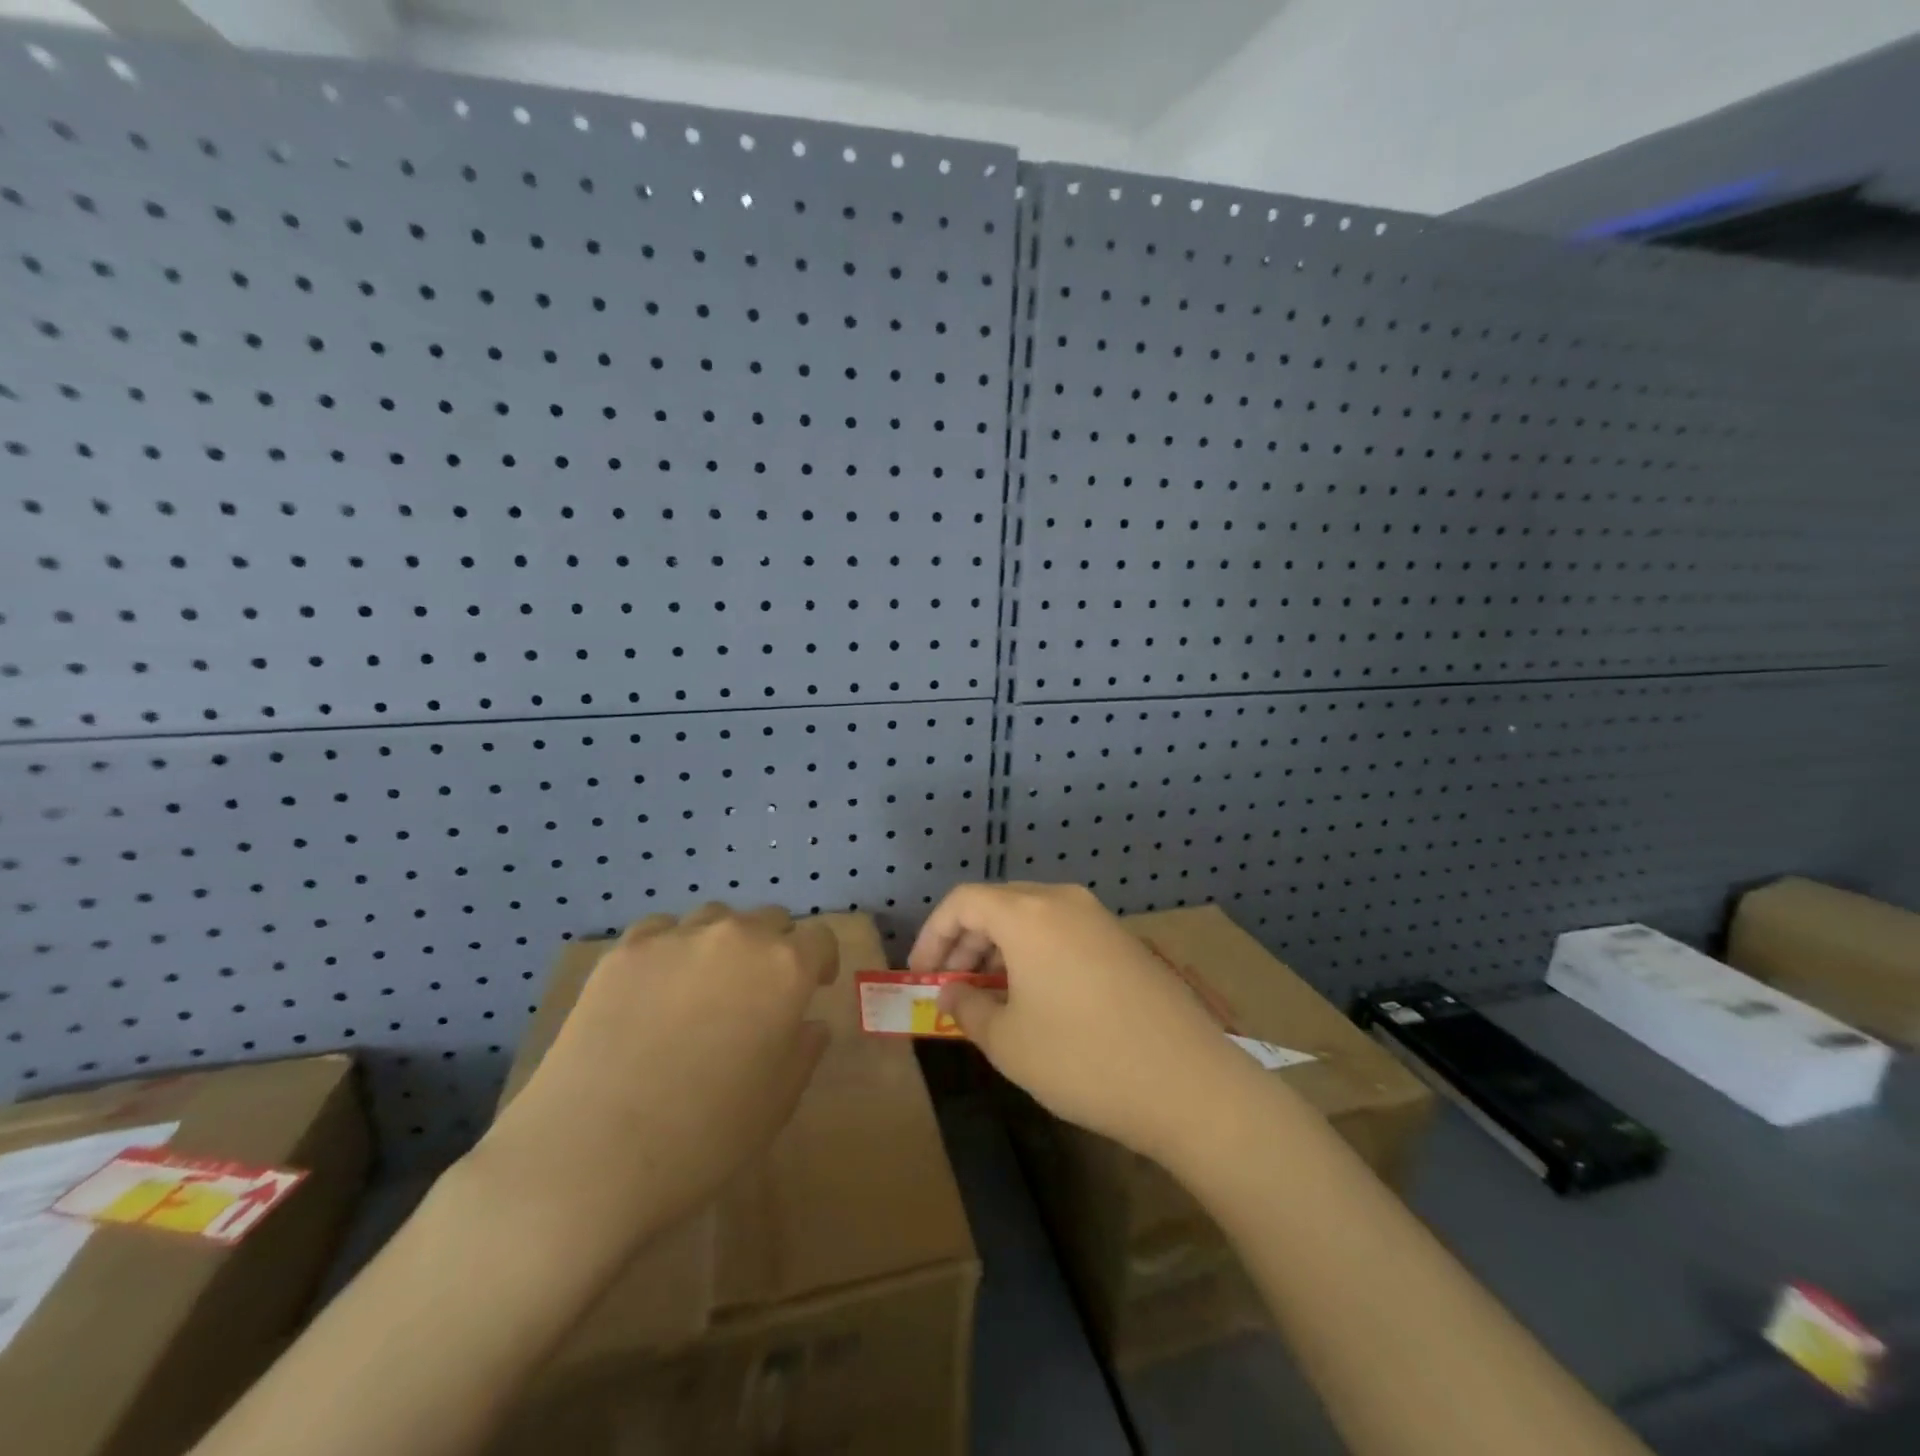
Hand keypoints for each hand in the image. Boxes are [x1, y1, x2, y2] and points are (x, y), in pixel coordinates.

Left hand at [475, 904, 837, 1253]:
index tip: (812, 989)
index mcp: (785, 969)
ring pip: (716, 918)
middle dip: (774, 948)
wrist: (590, 1156)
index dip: (820, 962)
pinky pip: (662, 930)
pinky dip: (671, 948)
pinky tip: (656, 988)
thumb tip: (808, 1023)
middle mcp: (737, 937)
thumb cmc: (704, 1137)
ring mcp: (677, 937)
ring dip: (723, 943)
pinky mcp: (625, 950)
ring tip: (704, 987)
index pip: (819, 939)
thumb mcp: (777, 1103)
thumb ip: (804, 1051)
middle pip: (770, 919)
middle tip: (758, 993)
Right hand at [910, 883, 1254, 1165]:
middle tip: (950, 987)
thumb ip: (968, 1008)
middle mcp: (1063, 901)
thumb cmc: (1083, 1060)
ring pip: (1032, 917)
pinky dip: (1035, 953)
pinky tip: (1035, 996)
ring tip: (989, 994)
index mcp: (1028, 914)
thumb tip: (953, 992)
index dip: (932, 934)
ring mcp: (1099, 918)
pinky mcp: (1124, 941)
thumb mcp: (1009, 1042)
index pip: (963, 901)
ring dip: (1000, 948)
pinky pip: (1063, 932)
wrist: (1189, 1083)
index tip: (921, 975)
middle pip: (998, 904)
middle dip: (965, 941)